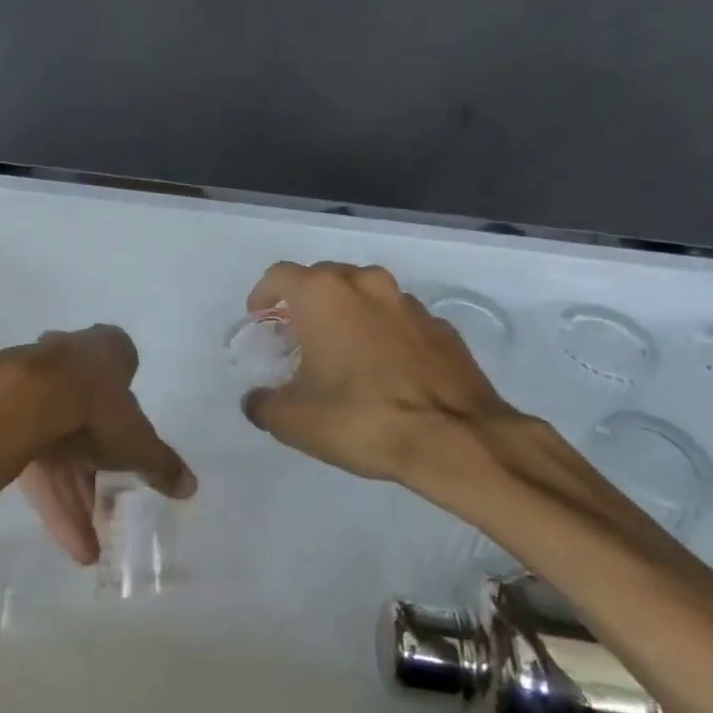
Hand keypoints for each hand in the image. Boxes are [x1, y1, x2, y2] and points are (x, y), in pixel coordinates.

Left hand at [0, 325, 195, 564]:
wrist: (28, 400)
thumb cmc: (97, 407)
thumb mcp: (139, 441)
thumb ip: (162, 464)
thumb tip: (190, 487)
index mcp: (107, 351)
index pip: (122, 370)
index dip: (127, 407)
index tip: (131, 439)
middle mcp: (70, 360)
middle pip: (89, 420)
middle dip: (99, 472)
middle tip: (110, 512)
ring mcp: (35, 388)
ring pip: (60, 449)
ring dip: (76, 499)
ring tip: (89, 551)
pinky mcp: (8, 418)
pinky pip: (36, 462)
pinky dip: (52, 499)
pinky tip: (67, 541)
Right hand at [240, 261, 532, 486]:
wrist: (455, 438)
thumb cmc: (361, 417)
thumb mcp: (293, 421)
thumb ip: (263, 404)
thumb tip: (256, 400)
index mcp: (323, 294)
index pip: (280, 275)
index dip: (264, 294)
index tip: (260, 317)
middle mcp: (365, 284)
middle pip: (325, 277)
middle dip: (307, 301)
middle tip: (299, 335)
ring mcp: (408, 303)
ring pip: (366, 294)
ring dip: (349, 313)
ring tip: (344, 350)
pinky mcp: (442, 327)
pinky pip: (400, 320)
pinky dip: (386, 333)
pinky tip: (386, 368)